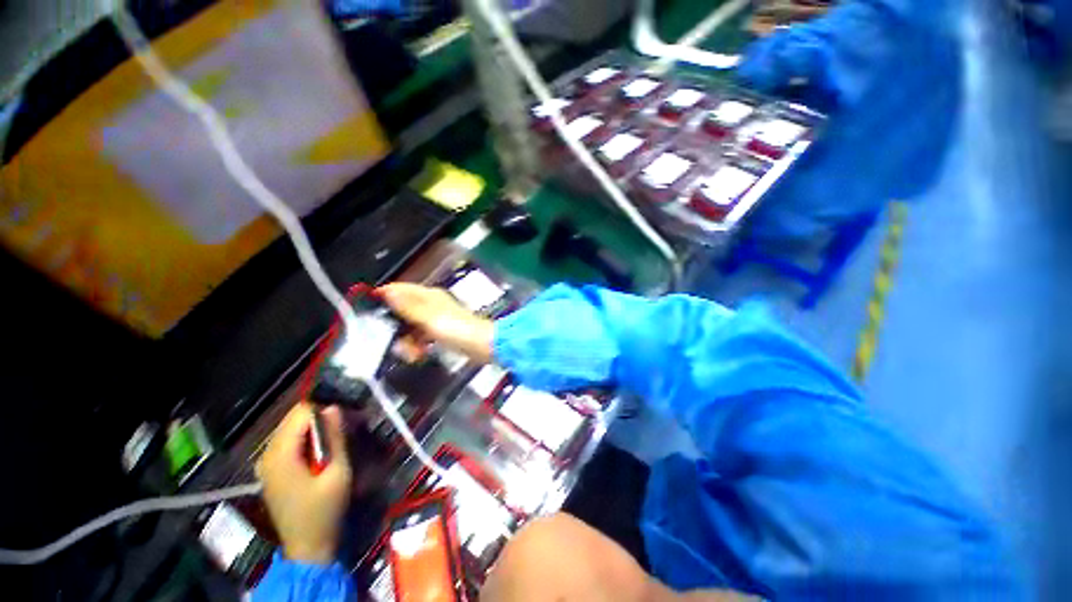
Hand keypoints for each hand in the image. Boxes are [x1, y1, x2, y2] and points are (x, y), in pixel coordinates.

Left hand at [257, 403, 351, 563]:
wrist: (308, 547)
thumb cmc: (325, 509)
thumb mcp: (337, 472)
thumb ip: (334, 438)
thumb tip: (334, 407)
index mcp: (281, 454)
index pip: (301, 413)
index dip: (325, 410)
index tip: (345, 418)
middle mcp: (267, 454)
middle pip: (293, 418)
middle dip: (320, 417)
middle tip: (345, 427)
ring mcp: (266, 463)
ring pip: (291, 429)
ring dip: (314, 428)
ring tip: (336, 439)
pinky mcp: (271, 471)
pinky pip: (289, 442)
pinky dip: (306, 439)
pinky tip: (321, 453)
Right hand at [378, 283, 494, 363]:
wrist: (482, 345)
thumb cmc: (456, 330)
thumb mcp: (428, 318)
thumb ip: (407, 306)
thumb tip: (387, 291)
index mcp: (428, 295)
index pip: (400, 289)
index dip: (383, 297)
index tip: (368, 311)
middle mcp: (432, 303)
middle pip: (403, 310)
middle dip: (395, 326)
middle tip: (391, 341)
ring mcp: (437, 318)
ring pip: (412, 326)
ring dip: (407, 339)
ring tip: (410, 353)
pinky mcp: (442, 331)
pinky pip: (422, 336)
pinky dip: (418, 344)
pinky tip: (418, 355)